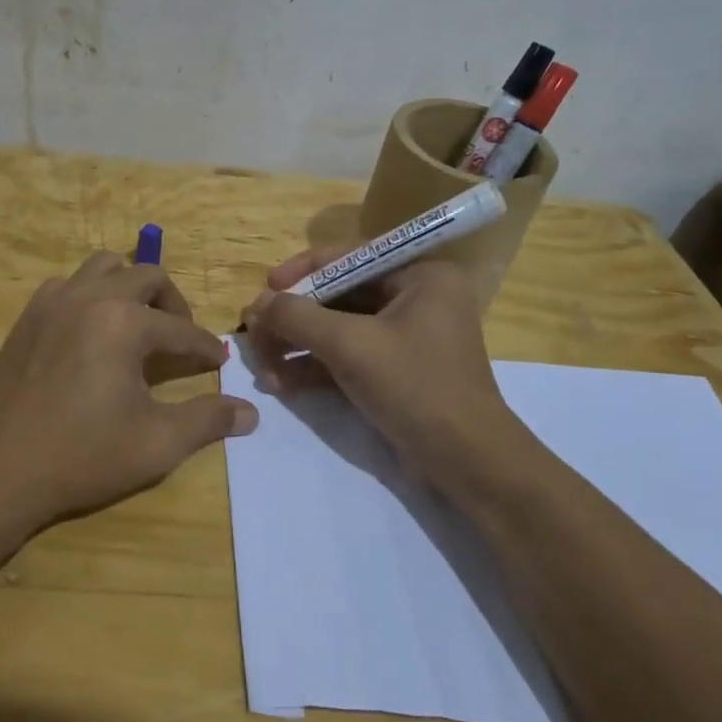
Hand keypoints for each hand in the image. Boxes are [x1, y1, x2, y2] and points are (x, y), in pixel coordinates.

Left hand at [0, 252, 258, 528]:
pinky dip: (91, 295)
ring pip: (104, 267)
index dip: (204, 348)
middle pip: (147, 276)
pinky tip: (92, 332)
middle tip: (180, 340)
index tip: (217, 363)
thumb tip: (249, 412)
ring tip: (137, 325)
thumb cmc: (83, 456)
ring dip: (129, 288)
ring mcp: (53, 301)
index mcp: (124, 322)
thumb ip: (208, 420)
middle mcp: (90, 297)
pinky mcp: (28, 316)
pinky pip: (69, 284)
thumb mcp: (157, 443)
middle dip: (173, 305)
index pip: (181, 328)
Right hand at [241, 247, 523, 485]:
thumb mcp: (351, 345)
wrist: (467, 464)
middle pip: (338, 295)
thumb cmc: (416, 387)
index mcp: (420, 275)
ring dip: (297, 346)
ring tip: (263, 367)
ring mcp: (405, 337)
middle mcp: (415, 298)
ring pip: (337, 329)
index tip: (266, 288)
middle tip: (255, 334)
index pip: (350, 257)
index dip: (303, 270)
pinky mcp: (394, 370)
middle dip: (294, 318)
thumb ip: (298, 317)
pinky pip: (346, 356)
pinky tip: (281, 383)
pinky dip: (314, 367)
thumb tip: (255, 304)